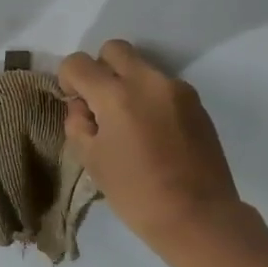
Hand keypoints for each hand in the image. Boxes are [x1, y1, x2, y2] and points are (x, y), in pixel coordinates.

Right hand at [58, 40, 254, 254]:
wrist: (198, 216)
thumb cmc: (136, 194)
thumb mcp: (91, 161)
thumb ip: (78, 124)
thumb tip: (82, 106)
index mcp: (116, 96)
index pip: (78, 63)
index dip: (68, 80)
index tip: (76, 104)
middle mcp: (148, 81)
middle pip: (114, 50)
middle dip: (100, 70)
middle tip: (100, 105)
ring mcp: (177, 89)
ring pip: (142, 67)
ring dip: (127, 85)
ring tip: (130, 125)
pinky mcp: (197, 103)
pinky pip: (163, 87)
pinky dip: (150, 99)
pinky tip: (154, 134)